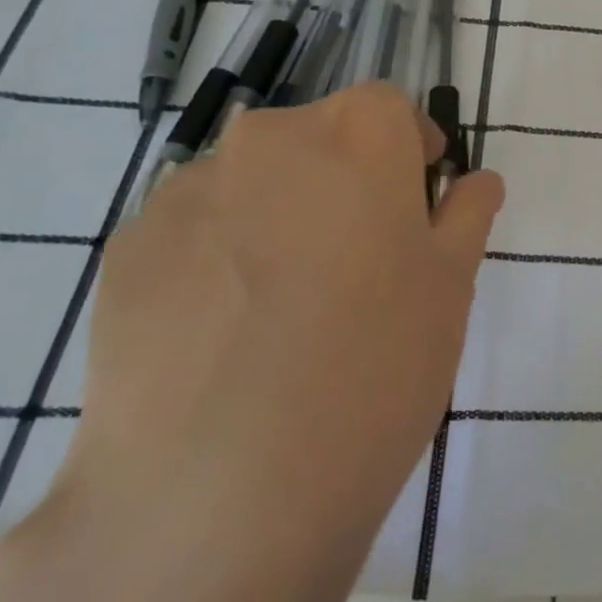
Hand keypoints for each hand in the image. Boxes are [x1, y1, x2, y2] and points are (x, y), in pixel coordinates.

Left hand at [51, 84, 504, 575]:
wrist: (218, 494)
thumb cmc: (373, 368)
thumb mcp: (450, 289)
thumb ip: (466, 217)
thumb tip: (476, 182)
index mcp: (355, 140)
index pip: (387, 107)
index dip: (410, 146)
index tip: (420, 199)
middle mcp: (266, 144)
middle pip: (317, 137)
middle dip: (347, 177)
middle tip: (363, 259)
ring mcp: (185, 195)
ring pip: (253, 182)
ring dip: (281, 213)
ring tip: (289, 305)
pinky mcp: (125, 253)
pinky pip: (196, 229)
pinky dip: (221, 255)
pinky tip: (228, 333)